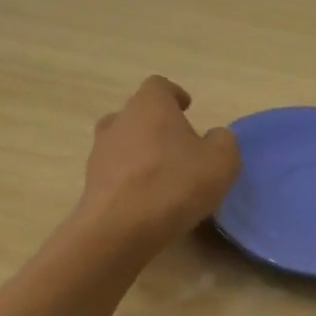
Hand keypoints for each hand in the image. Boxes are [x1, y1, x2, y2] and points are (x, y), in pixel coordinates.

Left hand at [80, 76, 240, 248]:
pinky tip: (149, 200)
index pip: (159, 86)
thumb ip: (224, 141)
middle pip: (138, 114)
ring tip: (164, 176)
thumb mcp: (222, 161)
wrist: (120, 229)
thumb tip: (215, 138)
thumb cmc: (175, 184)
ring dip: (142, 153)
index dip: (174, 95)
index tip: (187, 109)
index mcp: (149, 105)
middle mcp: (119, 121)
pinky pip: (116, 173)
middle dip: (158, 126)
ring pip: (124, 143)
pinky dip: (131, 180)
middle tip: (180, 147)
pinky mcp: (92, 184)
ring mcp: (100, 152)